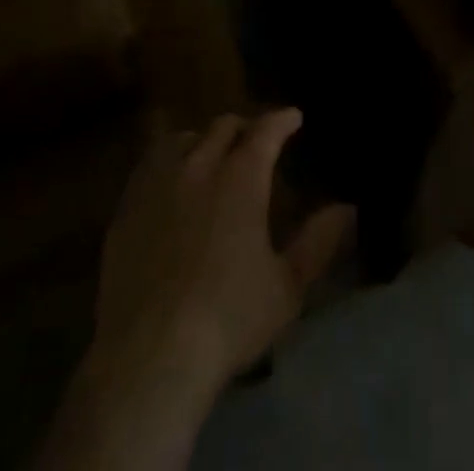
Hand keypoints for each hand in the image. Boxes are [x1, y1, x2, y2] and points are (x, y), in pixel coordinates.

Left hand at [89, 109, 353, 402]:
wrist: (150, 355)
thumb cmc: (228, 320)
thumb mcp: (287, 287)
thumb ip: (319, 242)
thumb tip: (347, 208)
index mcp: (242, 177)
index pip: (266, 130)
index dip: (282, 119)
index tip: (294, 117)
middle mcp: (200, 165)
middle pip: (223, 126)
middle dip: (244, 127)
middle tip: (254, 142)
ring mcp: (158, 182)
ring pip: (183, 138)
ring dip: (203, 140)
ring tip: (210, 156)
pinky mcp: (127, 206)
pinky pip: (148, 165)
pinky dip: (167, 162)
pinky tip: (170, 183)